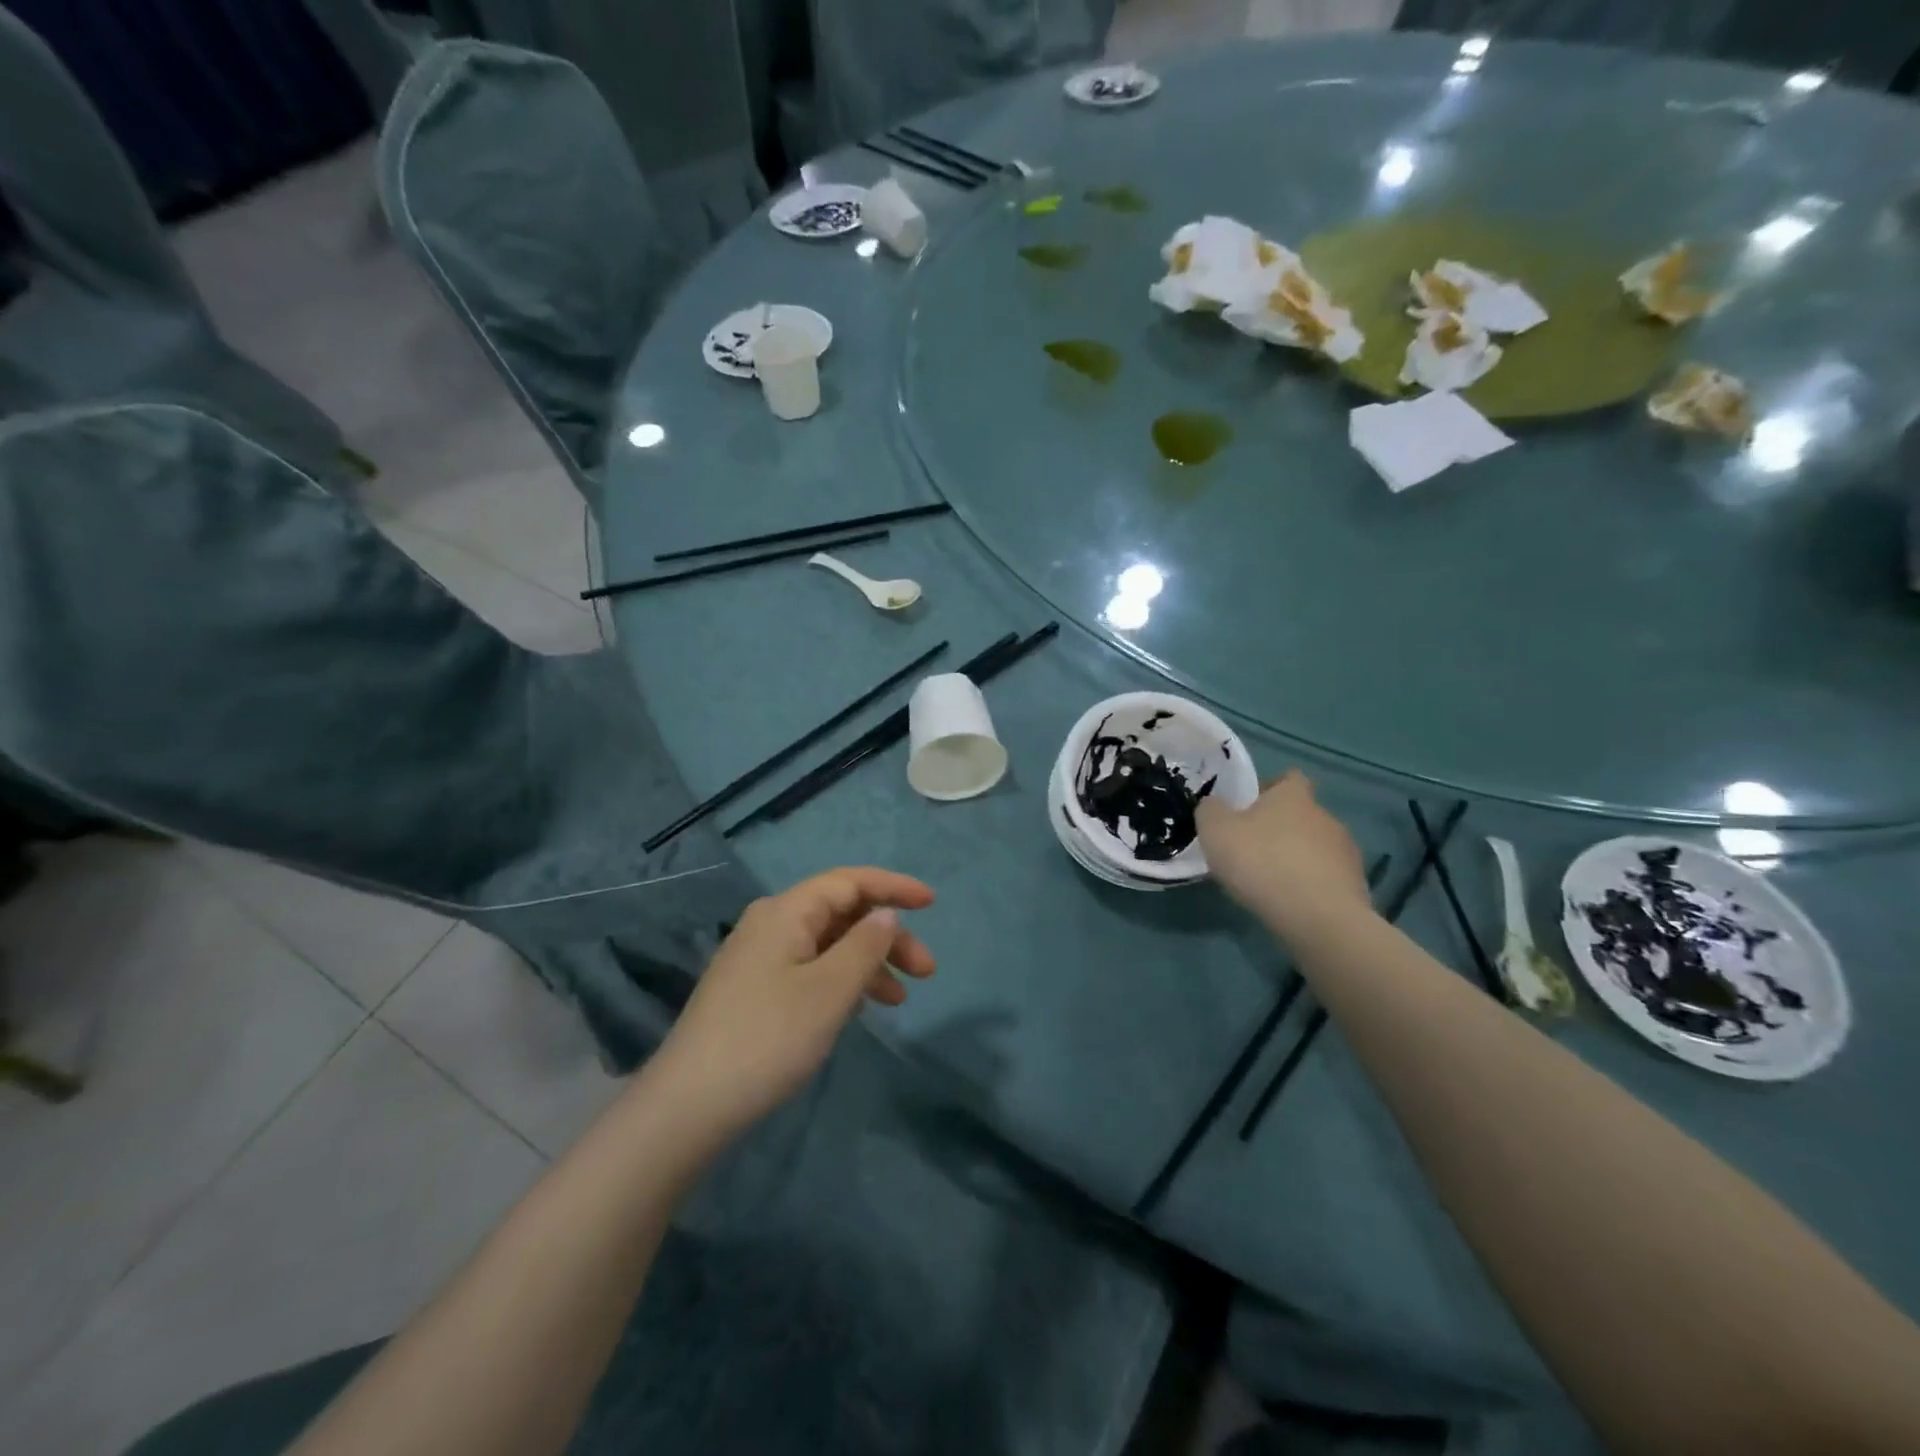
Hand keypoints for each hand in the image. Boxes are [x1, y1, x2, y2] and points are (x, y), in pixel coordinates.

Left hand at [644, 867, 935, 1141]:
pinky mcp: (754, 989)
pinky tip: (859, 1008)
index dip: (893, 887)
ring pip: (828, 943)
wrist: (689, 1105)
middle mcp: (770, 923)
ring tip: (900, 999)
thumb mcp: (830, 990)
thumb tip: (886, 914)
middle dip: (887, 936)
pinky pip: (811, 967)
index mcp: (786, 911)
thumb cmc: (769, 1038)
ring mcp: (759, 957)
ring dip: (869, 962)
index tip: (932, 903)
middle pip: (841, 913)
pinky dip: (843, 980)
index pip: (849, 881)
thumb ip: (865, 945)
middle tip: (926, 972)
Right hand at [1196, 770, 1373, 938]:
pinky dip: (1310, 885)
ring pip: (1315, 846)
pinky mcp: (1355, 885)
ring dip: (1296, 858)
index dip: (1269, 788)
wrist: (1319, 918)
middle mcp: (1325, 815)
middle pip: (1301, 814)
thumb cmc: (1262, 862)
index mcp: (1293, 796)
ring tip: (1271, 882)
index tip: (1249, 807)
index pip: (1288, 778)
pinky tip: (1291, 903)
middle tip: (1251, 849)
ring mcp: (1345, 851)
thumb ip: (1210, 810)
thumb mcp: (1215, 831)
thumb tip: (1213, 805)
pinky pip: (1326, 877)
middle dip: (1279, 828)